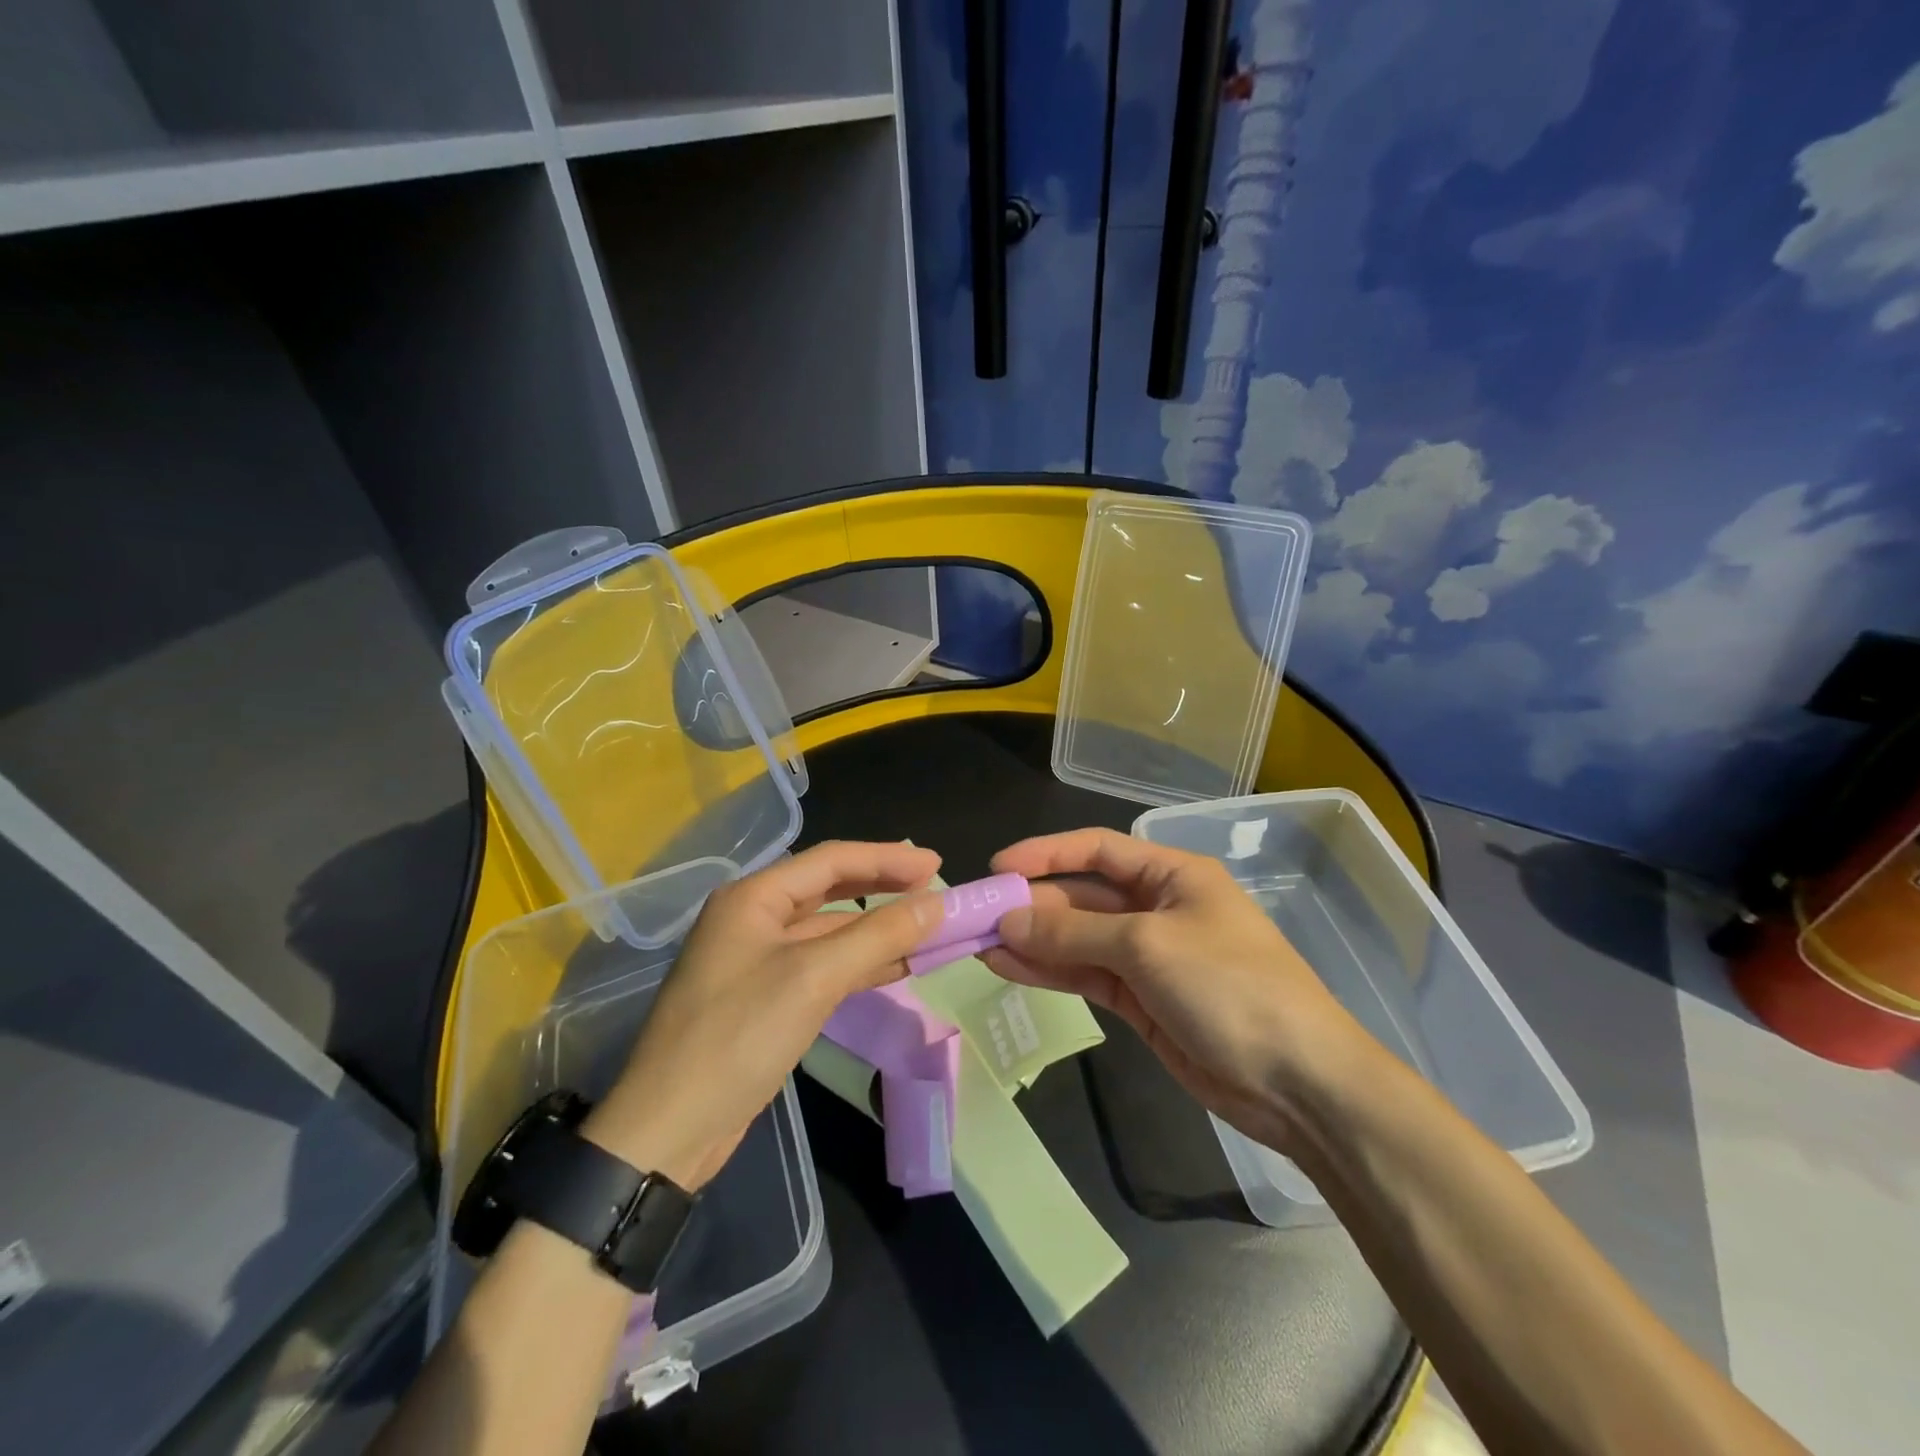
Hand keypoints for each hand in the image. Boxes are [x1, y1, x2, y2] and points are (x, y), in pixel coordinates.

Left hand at [584, 841, 942, 1187]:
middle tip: (934, 889)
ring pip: (830, 930)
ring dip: (877, 928)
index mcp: (753, 897)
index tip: (936, 865)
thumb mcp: (814, 978)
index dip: (887, 858)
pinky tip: (897, 966)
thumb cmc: (738, 1036)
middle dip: (883, 888)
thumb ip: (878, 934)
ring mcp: (758, 959)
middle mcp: (753, 918)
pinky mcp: (766, 997)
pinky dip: (860, 962)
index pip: (831, 860)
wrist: (668, 1130)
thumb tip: (937, 903)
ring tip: (927, 928)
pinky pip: (823, 965)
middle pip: (830, 889)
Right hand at [983, 828, 1364, 1152]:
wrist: (1298, 1083)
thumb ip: (1073, 932)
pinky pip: (1087, 976)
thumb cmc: (1230, 987)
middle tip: (977, 916)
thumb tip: (1008, 919)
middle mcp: (1157, 908)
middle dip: (1033, 905)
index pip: (1097, 849)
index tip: (998, 866)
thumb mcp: (1147, 947)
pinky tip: (1008, 967)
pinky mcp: (1142, 1001)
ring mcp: (1149, 957)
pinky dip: (1050, 972)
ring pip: (1079, 940)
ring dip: (1033, 941)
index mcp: (1172, 875)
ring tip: (979, 943)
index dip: (1046, 853)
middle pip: (1083, 897)